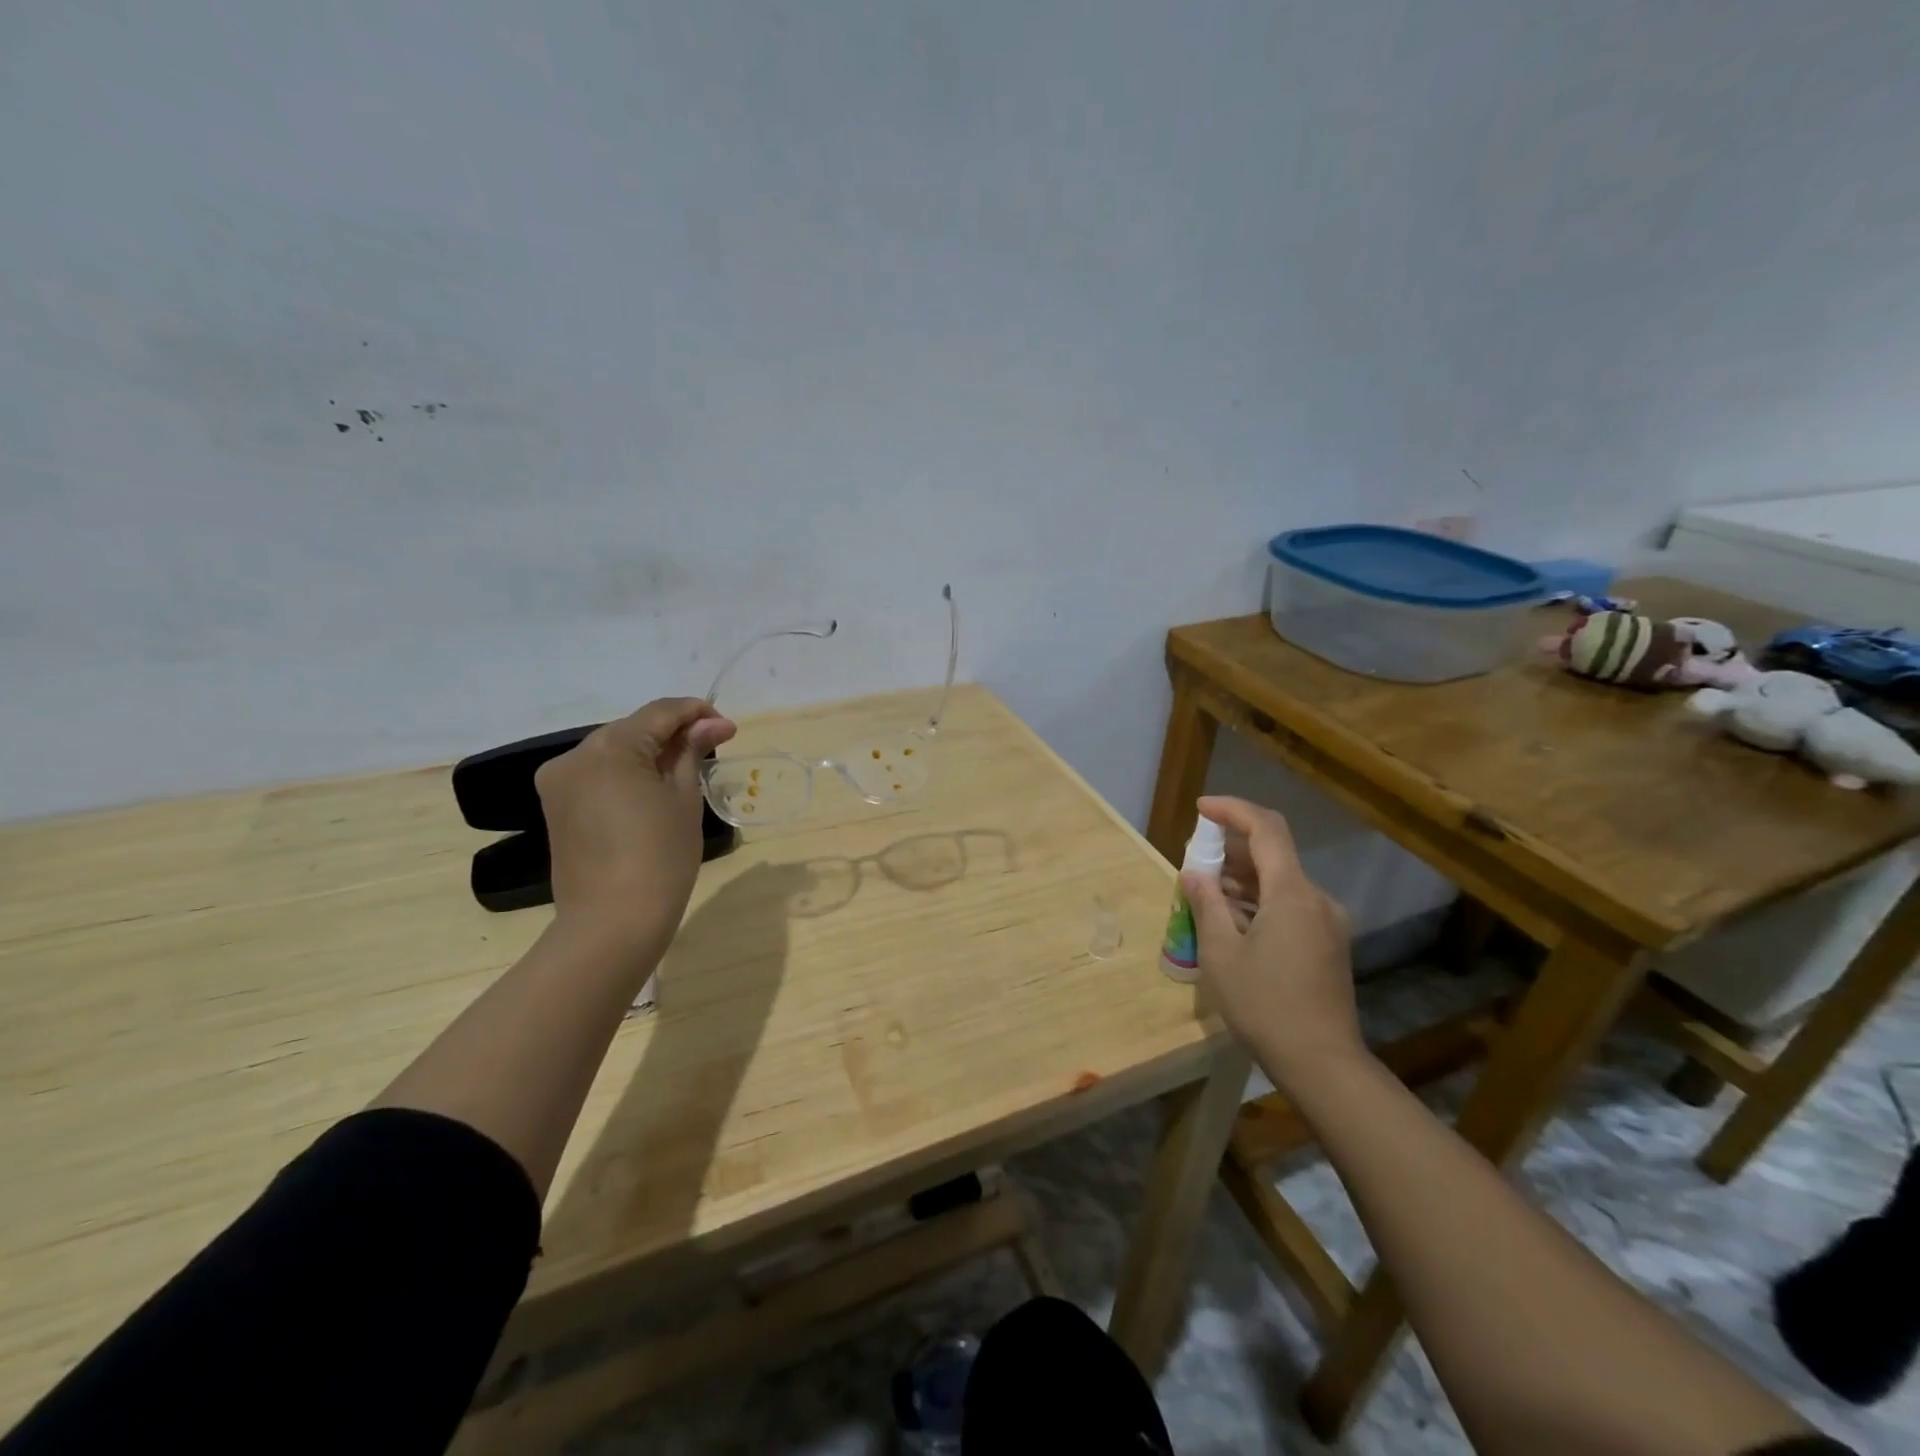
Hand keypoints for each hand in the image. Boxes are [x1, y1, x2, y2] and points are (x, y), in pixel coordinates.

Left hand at [535, 697, 736, 958]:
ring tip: (685, 770)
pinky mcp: (556, 807)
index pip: (659, 712)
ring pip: (614, 751)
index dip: (696, 713)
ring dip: (650, 753)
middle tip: (711, 748)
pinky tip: (653, 789)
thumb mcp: (684, 798)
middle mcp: (576, 755)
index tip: (728, 728)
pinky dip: (627, 774)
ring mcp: (560, 782)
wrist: (612, 922)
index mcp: (609, 747)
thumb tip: (712, 724)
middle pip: (633, 729)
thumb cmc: (660, 857)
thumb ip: (692, 752)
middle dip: (673, 734)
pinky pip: (598, 775)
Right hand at [1181, 795, 1364, 1086]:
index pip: (1266, 828)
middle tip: (1194, 862)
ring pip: (1281, 883)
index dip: (1232, 810)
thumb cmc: (1265, 1005)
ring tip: (1205, 893)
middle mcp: (1317, 899)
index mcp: (1293, 893)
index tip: (1201, 809)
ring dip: (1243, 880)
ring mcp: (1327, 923)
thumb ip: (1206, 904)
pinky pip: (1290, 906)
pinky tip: (1232, 921)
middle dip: (1231, 850)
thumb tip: (1194, 873)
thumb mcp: (1221, 953)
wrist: (1322, 1063)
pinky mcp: (1328, 944)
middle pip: (1273, 854)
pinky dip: (1259, 902)